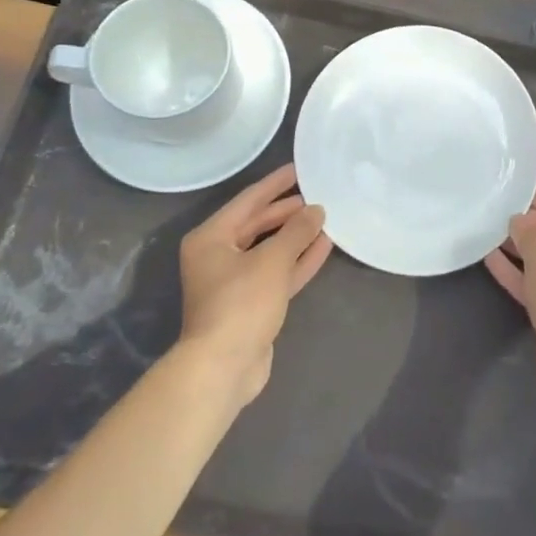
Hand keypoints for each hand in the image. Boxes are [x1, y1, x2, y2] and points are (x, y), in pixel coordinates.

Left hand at [177, 163, 332, 407]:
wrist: (224, 367)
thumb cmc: (241, 302)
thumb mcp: (272, 260)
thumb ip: (297, 231)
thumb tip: (316, 210)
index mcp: (210, 238)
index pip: (248, 201)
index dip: (274, 184)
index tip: (298, 168)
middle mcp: (218, 256)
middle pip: (257, 225)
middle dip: (287, 211)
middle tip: (316, 194)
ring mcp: (234, 282)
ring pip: (270, 250)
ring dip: (296, 236)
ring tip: (324, 217)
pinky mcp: (251, 304)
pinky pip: (277, 273)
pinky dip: (297, 260)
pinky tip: (323, 246)